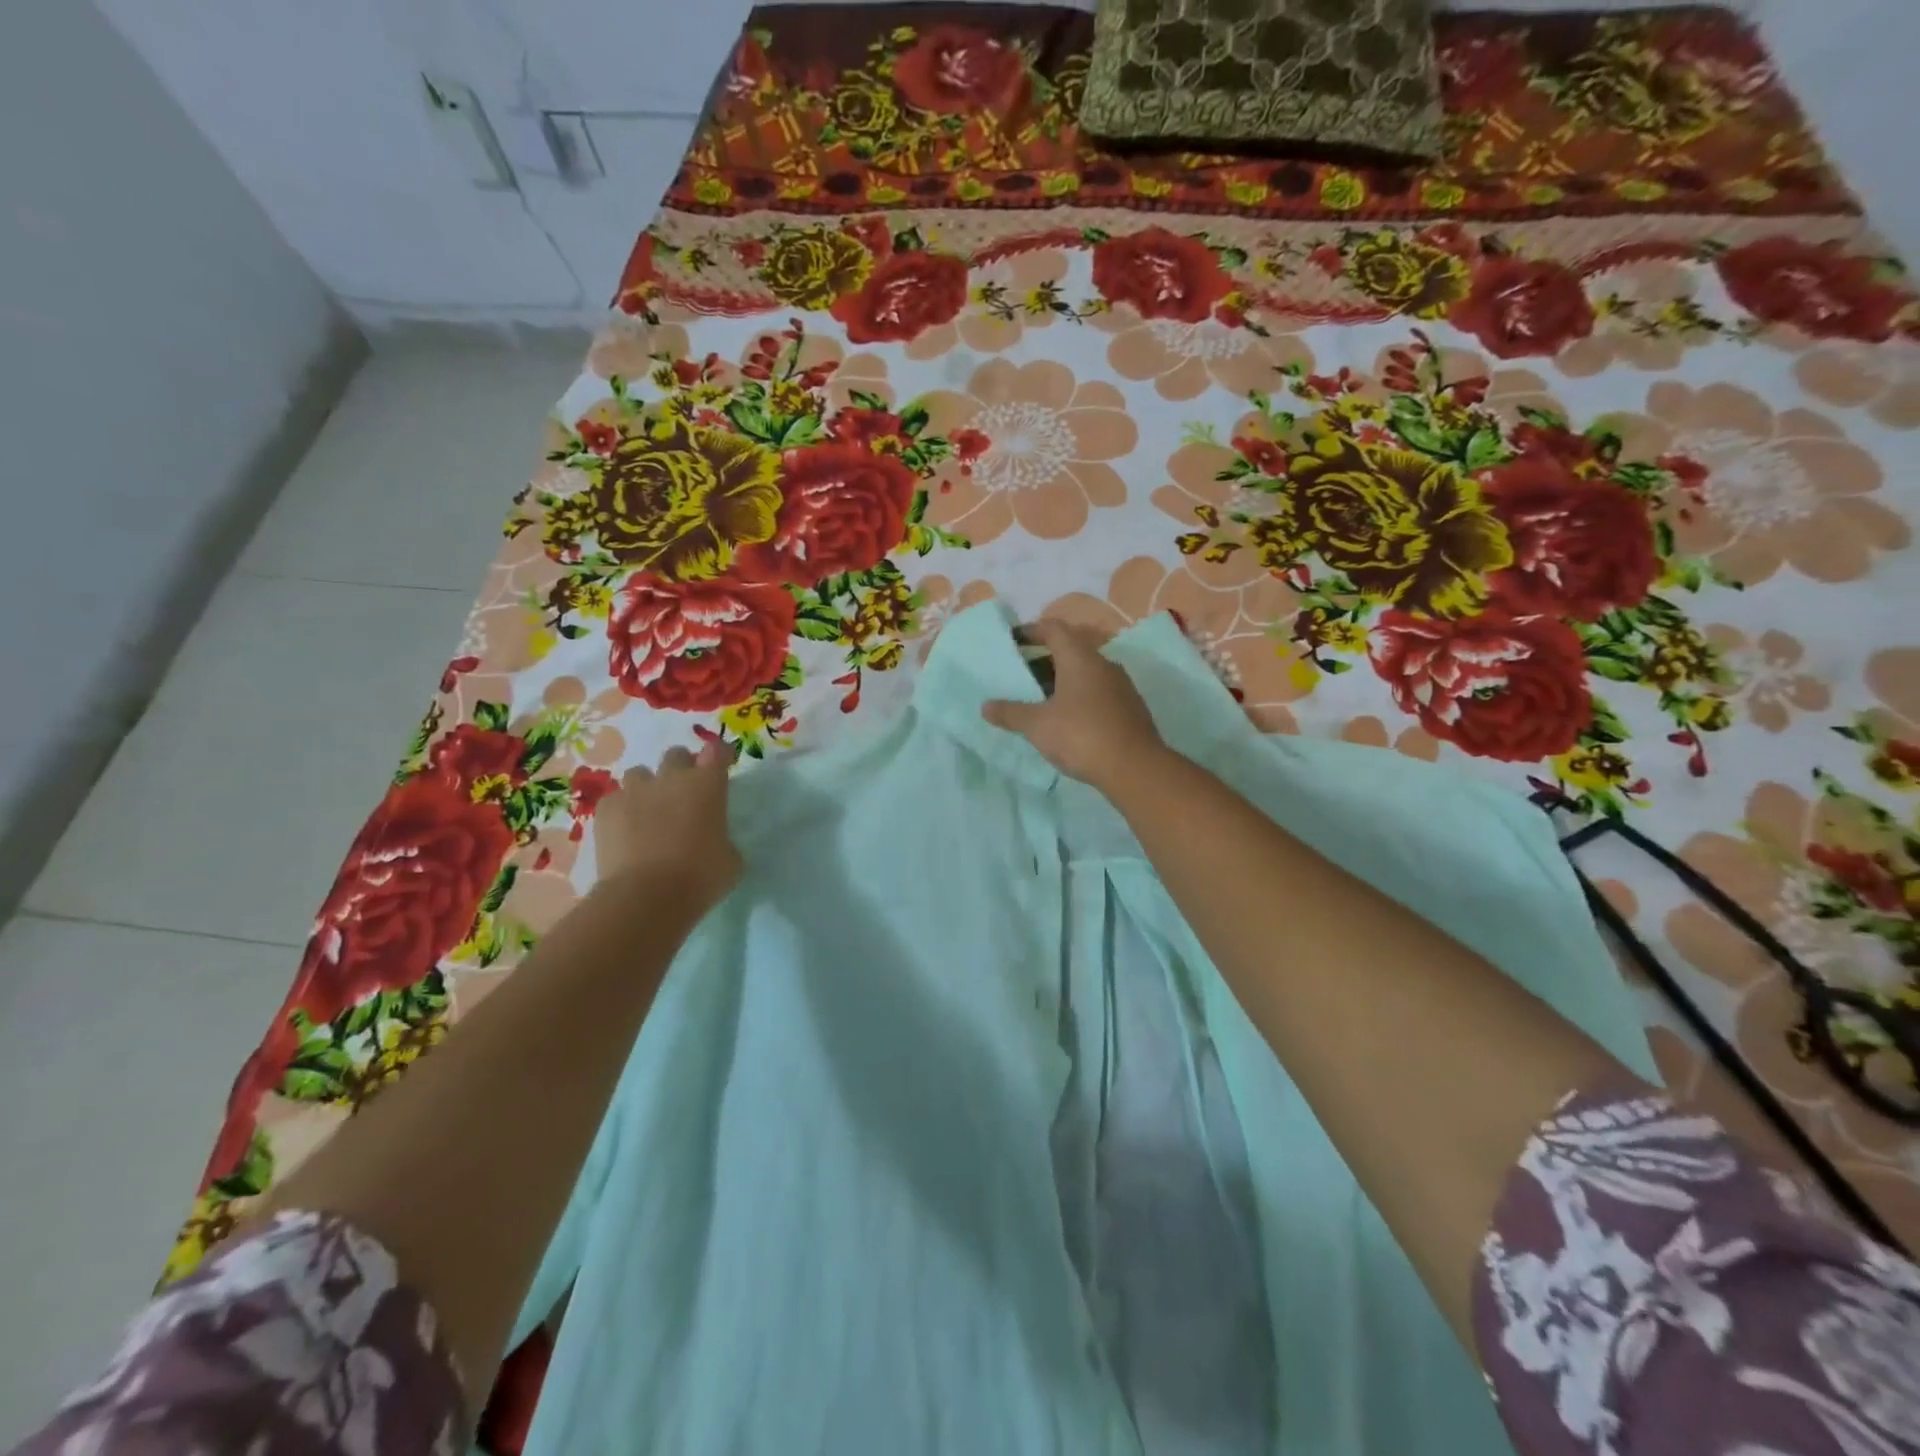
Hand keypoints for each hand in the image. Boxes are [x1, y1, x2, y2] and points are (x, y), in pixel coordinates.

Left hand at [594, 741, 741, 910]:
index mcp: (708, 785)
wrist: (646, 896)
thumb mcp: (730, 861)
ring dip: (648, 787)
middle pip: (676, 755)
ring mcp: (635, 791)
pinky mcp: (606, 809)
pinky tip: (625, 832)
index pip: (717, 751)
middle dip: (681, 769)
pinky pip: (615, 799)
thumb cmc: (700, 877)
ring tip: (649, 812)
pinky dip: (621, 810)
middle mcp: (671, 778)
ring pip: (640, 774)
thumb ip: (724, 840)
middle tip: (684, 794)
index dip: (720, 756)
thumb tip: (716, 842)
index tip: (722, 764)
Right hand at [982, 619, 1166, 792]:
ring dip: (1061, 681)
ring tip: (1039, 700)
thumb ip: (1010, 713)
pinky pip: (1097, 692)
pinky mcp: (1130, 708)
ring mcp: (1121, 686)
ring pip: (1085, 673)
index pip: (1054, 629)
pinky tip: (1066, 719)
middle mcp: (1103, 664)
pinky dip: (1078, 697)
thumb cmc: (1081, 735)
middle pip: (1070, 651)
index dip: (1032, 631)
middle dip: (1043, 660)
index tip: (1013, 640)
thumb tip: (986, 707)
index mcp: (1080, 658)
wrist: (1135, 768)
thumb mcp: (1038, 725)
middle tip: (1021, 676)